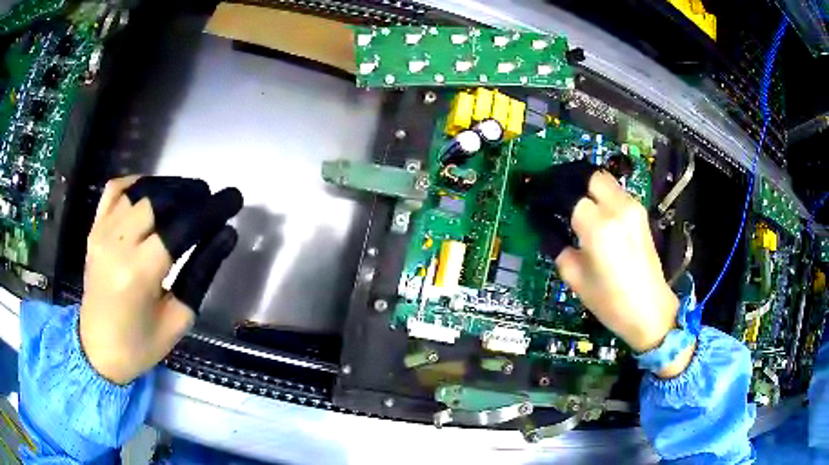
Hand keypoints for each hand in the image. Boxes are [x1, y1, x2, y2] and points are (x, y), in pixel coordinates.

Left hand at [79, 176, 242, 384]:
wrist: (98, 349)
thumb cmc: (141, 344)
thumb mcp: (178, 318)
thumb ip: (201, 272)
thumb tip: (226, 234)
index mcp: (139, 274)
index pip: (182, 227)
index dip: (212, 210)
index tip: (234, 199)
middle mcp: (117, 244)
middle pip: (160, 200)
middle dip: (192, 195)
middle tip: (211, 201)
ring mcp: (101, 232)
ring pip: (140, 190)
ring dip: (169, 187)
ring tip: (189, 195)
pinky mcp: (94, 229)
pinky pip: (116, 190)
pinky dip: (137, 183)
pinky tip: (153, 192)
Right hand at [553, 172, 687, 374]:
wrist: (650, 310)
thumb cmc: (610, 302)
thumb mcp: (575, 278)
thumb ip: (558, 246)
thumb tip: (546, 226)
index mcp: (598, 227)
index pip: (567, 194)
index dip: (548, 195)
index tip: (536, 201)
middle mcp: (617, 209)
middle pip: (589, 176)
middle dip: (569, 180)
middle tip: (553, 194)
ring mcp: (633, 208)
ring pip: (604, 180)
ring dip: (585, 186)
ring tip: (571, 202)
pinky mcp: (640, 213)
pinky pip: (615, 192)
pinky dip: (600, 195)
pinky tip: (591, 211)